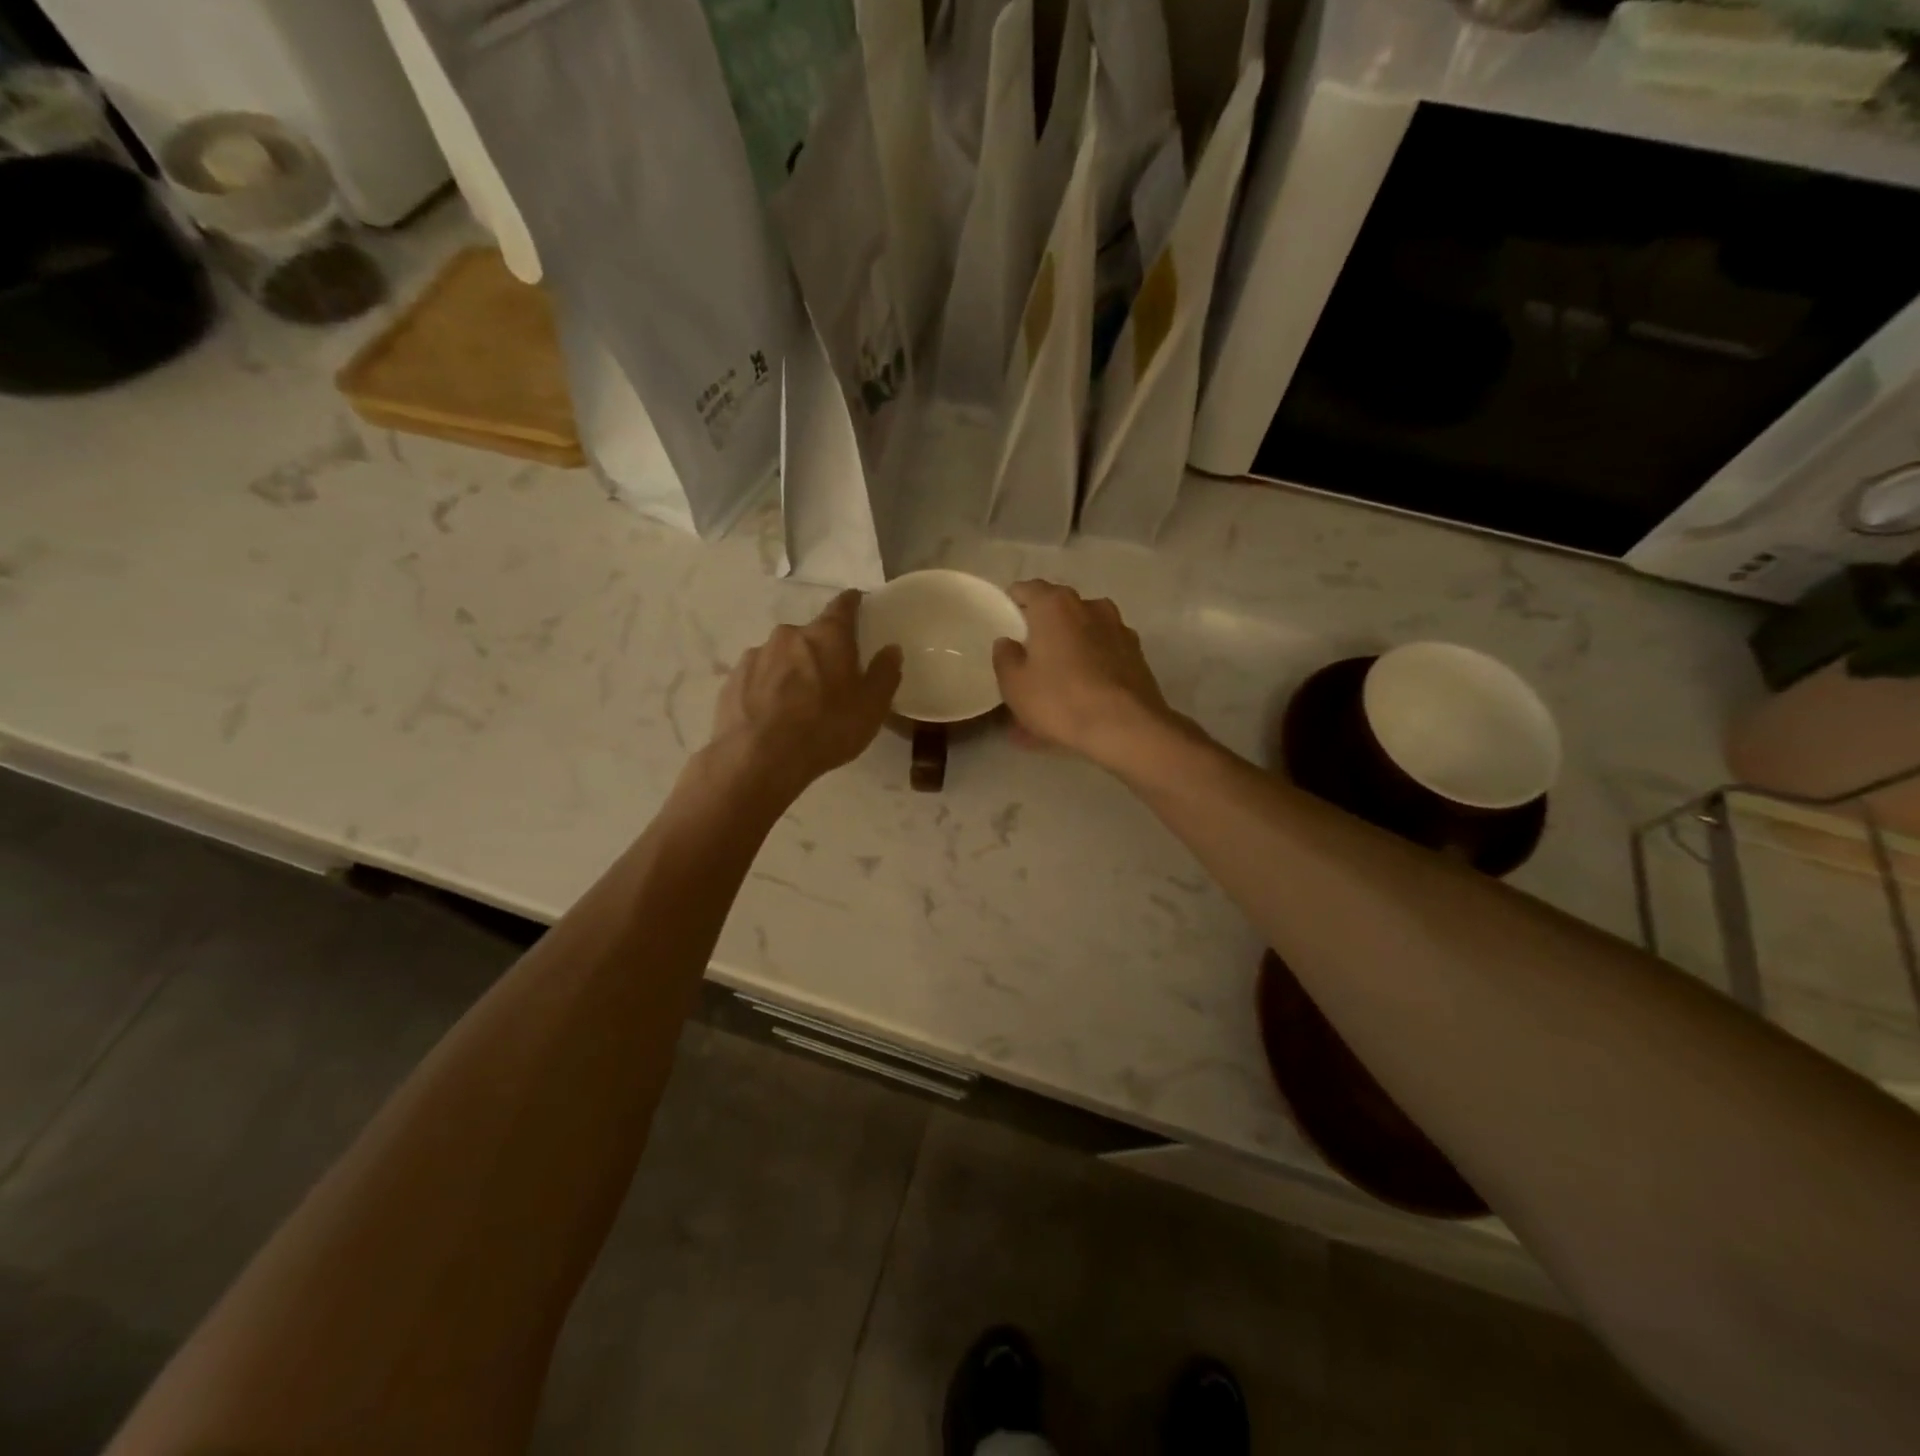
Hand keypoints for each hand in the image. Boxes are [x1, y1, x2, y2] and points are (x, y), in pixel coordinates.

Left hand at [709, 591, 902, 795]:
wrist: (759, 757)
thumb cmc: (826, 728)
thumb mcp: (871, 707)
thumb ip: (884, 674)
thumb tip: (891, 649)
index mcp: (827, 636)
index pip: (843, 606)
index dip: (853, 603)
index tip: (858, 603)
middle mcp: (789, 634)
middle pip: (811, 635)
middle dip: (821, 650)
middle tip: (831, 678)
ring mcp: (757, 654)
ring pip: (782, 655)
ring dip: (792, 670)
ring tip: (798, 703)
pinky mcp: (733, 678)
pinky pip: (758, 676)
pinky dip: (767, 687)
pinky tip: (772, 714)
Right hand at [991, 580, 1183, 772]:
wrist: (1127, 727)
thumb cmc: (1060, 698)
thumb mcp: (1014, 684)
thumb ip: (1005, 657)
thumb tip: (1008, 642)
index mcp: (1056, 605)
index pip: (1028, 589)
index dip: (1014, 602)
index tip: (1006, 621)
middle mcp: (1090, 607)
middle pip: (1059, 612)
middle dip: (1042, 632)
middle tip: (1028, 659)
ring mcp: (1118, 630)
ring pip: (1082, 638)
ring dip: (1066, 656)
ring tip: (1053, 689)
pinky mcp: (1136, 657)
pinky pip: (1101, 660)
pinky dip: (1088, 674)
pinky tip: (1078, 702)